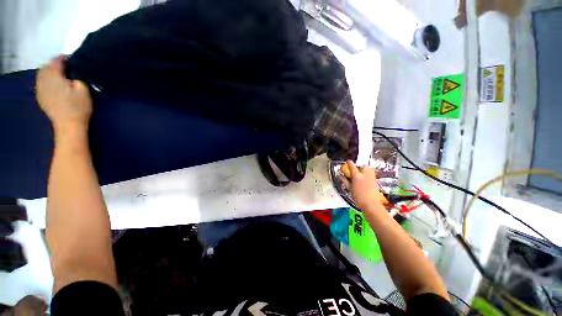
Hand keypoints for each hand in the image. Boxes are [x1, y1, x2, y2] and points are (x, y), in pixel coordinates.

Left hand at [36, 56, 92, 133]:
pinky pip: (41, 83)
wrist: (68, 125)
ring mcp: (40, 89)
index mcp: (53, 76)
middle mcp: (43, 80)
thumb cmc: (78, 107)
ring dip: (50, 71)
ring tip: (60, 74)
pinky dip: (46, 80)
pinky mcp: (40, 97)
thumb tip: (74, 70)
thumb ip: (77, 76)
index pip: (57, 61)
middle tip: (67, 66)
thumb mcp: (83, 89)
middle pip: (47, 66)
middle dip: (55, 64)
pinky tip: (53, 84)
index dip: (65, 58)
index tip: (74, 59)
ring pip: (42, 74)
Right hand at [341, 161, 385, 209]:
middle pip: (361, 164)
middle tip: (354, 169)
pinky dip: (367, 172)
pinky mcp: (375, 178)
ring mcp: (371, 175)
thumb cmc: (358, 196)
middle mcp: (364, 173)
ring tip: (360, 173)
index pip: (351, 164)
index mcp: (356, 175)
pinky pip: (370, 171)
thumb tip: (339, 175)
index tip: (346, 162)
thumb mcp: (349, 188)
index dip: (348, 162)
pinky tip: (364, 177)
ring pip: (367, 167)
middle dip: (358, 165)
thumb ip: (344, 180)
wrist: (371, 203)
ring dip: (363, 168)